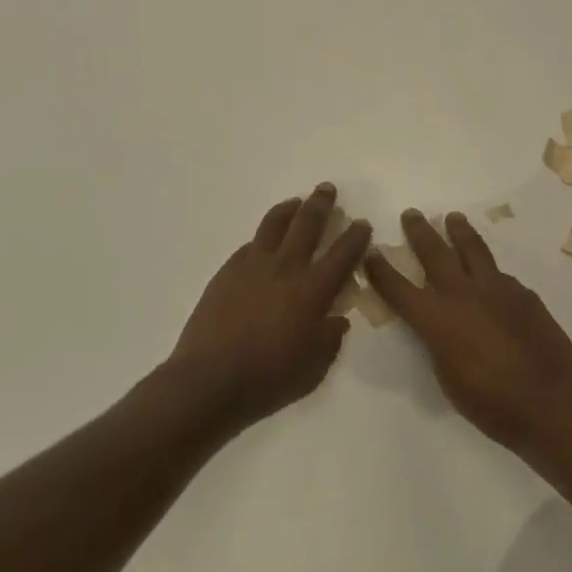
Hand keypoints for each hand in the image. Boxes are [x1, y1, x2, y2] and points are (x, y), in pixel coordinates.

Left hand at [168, 184, 372, 428]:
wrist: (209, 381)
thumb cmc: (269, 379)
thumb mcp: (314, 367)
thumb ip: (330, 338)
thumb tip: (336, 319)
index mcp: (313, 290)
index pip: (342, 253)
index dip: (356, 236)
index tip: (362, 223)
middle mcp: (285, 268)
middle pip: (307, 223)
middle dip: (321, 203)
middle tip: (327, 189)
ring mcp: (252, 266)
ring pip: (273, 224)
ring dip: (289, 209)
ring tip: (296, 203)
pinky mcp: (226, 272)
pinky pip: (249, 245)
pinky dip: (262, 238)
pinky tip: (263, 242)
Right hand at [364, 209, 571, 451]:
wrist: (549, 401)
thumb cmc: (491, 404)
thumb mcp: (448, 378)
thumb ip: (439, 344)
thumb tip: (440, 327)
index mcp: (437, 320)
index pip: (400, 289)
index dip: (382, 271)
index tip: (371, 252)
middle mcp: (463, 294)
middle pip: (435, 253)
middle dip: (420, 232)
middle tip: (411, 214)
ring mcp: (496, 289)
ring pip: (473, 249)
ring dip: (459, 231)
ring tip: (453, 217)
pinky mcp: (523, 293)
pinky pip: (499, 274)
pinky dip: (488, 269)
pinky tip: (490, 274)